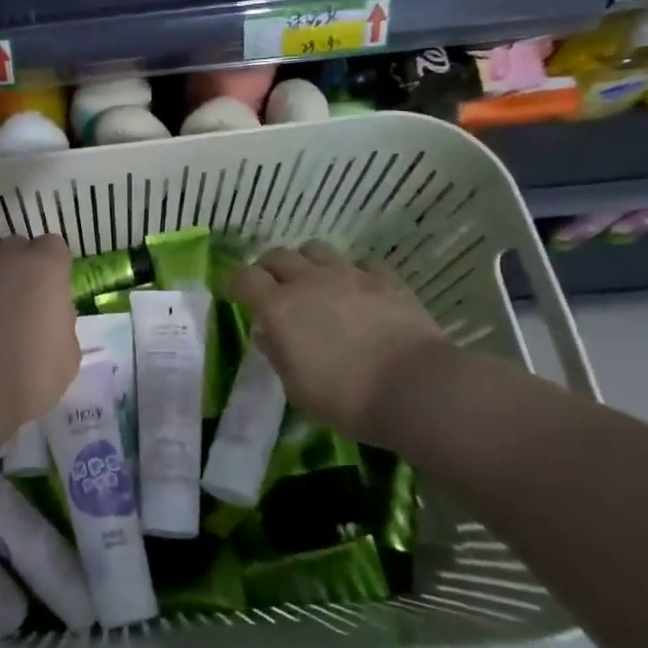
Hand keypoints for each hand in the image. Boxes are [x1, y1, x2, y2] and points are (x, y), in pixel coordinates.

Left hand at [0, 236, 79, 435]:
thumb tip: (47, 320)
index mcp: (44, 268)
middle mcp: (6, 260)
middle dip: (20, 267)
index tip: (53, 295)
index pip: (53, 247)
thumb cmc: (29, 373)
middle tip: (23, 304)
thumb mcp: (67, 356)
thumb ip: (60, 325)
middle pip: (16, 248)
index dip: (54, 269)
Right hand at [226, 241, 448, 445]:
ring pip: (316, 249)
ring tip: (311, 281)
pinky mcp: (385, 279)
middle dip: (267, 268)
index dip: (233, 282)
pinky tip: (357, 289)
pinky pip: (361, 263)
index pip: (244, 278)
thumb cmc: (346, 397)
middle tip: (270, 287)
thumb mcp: (297, 388)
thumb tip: (267, 334)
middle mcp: (308, 281)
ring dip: (306, 262)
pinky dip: (352, 272)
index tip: (231, 292)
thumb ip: (278, 355)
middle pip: (277, 256)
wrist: (416, 388)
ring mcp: (349, 275)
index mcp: (278, 307)